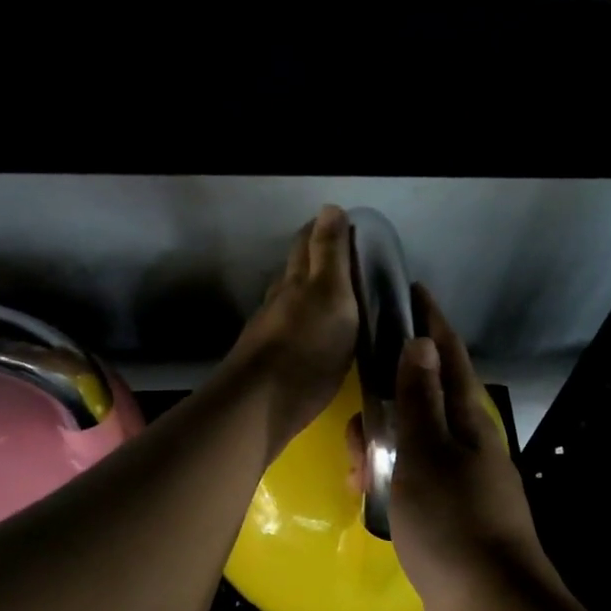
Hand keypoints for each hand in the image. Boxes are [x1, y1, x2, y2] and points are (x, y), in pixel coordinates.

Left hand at [223, 206, 358, 460]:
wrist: (261, 403)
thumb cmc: (307, 347)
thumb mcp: (331, 295)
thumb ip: (330, 254)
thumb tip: (330, 207)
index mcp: (298, 279)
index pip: (309, 241)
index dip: (327, 230)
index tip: (350, 228)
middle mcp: (280, 297)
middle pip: (297, 268)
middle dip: (318, 257)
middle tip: (349, 261)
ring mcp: (271, 329)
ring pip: (292, 299)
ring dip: (312, 292)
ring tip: (338, 296)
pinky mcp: (270, 358)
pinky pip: (293, 328)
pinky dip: (308, 322)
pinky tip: (318, 334)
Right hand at [377, 287, 565, 610]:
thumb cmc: (453, 523)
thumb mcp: (425, 453)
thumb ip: (418, 399)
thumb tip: (420, 342)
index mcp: (467, 422)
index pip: (447, 356)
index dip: (430, 322)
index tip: (412, 291)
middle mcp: (468, 446)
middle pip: (423, 401)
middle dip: (387, 401)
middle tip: (356, 423)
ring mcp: (461, 484)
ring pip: (412, 445)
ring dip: (382, 448)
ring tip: (356, 474)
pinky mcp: (450, 518)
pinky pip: (412, 483)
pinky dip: (390, 482)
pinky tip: (369, 497)